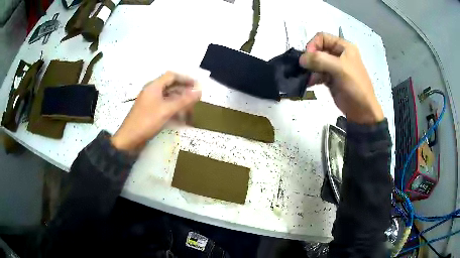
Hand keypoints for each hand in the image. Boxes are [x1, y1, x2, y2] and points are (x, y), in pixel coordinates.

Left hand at [111, 72, 200, 150]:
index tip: (197, 85)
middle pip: (170, 86)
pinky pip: (164, 106)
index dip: (185, 79)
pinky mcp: (150, 112)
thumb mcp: (166, 110)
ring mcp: (150, 102)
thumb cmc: (147, 121)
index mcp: (154, 86)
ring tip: (191, 109)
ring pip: (168, 97)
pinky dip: (173, 110)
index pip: (172, 76)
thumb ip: (183, 100)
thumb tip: (199, 91)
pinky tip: (181, 118)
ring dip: (179, 102)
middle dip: (184, 91)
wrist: (129, 139)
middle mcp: (152, 91)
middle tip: (196, 98)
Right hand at [299, 32, 383, 123]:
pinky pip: (318, 73)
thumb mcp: (339, 69)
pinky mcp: (331, 78)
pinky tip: (309, 83)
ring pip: (316, 62)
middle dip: (310, 58)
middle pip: (318, 49)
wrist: (362, 110)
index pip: (322, 37)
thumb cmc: (355, 86)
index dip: (313, 44)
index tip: (308, 57)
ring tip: (308, 78)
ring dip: (310, 69)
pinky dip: (312, 77)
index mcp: (344, 47)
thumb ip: (319, 60)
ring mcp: (334, 67)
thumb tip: (301, 59)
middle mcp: (338, 54)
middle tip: (305, 68)